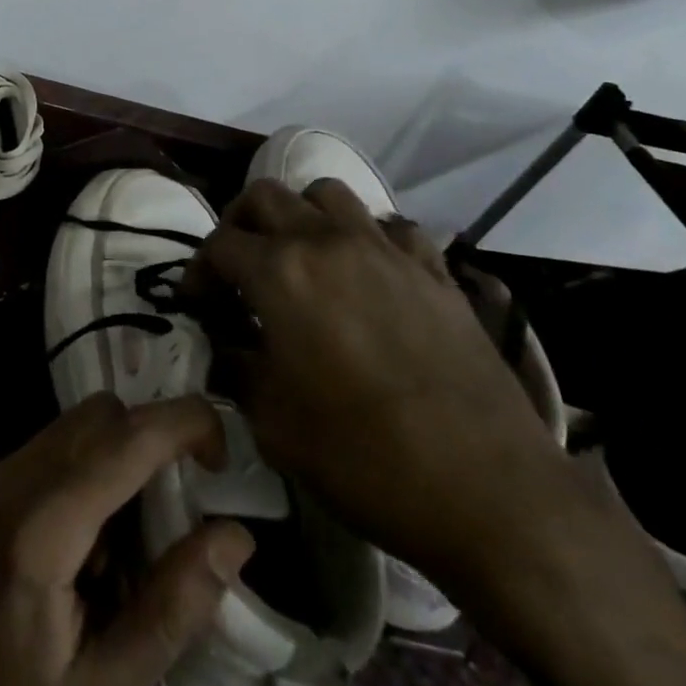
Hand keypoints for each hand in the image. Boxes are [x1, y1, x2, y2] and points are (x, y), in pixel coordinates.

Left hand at [0, 394, 255, 685]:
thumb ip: (173, 608)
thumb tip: (235, 534)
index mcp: (34, 533)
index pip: (121, 441)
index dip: (180, 422)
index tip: (221, 448)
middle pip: (95, 416)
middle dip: (148, 439)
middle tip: (176, 505)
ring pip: (67, 426)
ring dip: (112, 457)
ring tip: (121, 540)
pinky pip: (39, 449)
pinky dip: (76, 470)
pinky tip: (76, 542)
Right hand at [192, 178, 567, 585]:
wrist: (488, 491)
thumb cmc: (364, 459)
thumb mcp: (274, 425)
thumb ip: (236, 371)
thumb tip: (225, 350)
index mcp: (280, 273)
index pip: (219, 244)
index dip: (197, 271)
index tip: (196, 302)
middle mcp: (327, 242)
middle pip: (265, 196)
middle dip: (239, 224)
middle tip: (237, 266)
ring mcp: (385, 249)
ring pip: (328, 194)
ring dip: (302, 215)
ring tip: (301, 256)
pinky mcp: (433, 269)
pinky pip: (391, 226)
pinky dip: (367, 236)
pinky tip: (368, 272)